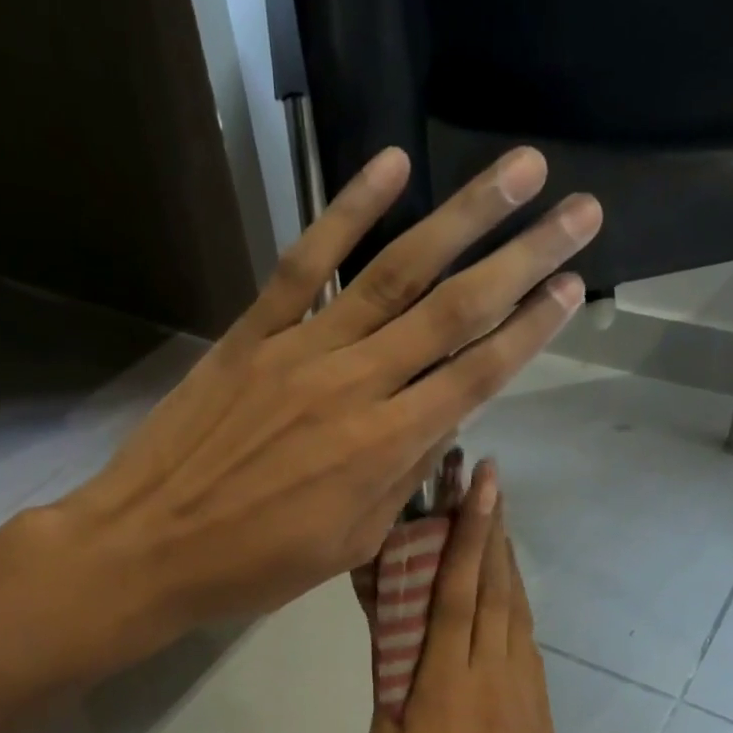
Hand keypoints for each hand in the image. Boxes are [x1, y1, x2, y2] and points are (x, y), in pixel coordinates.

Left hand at [58, 146, 598, 632]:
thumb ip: (400, 482)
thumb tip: (437, 427)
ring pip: (395, 273)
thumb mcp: (349, 546)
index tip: (574, 288)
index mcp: (383, 449)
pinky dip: (348, 210)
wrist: (151, 547)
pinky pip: (306, 262)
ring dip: (463, 217)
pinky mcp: (252, 333)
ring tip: (519, 169)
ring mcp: (301, 350)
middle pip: (454, 312)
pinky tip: (393, 166)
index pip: (476, 377)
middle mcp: (355, 386)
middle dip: (524, 258)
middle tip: (581, 212)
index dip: (531, 330)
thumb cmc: (256, 566)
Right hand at [366, 462, 556, 732]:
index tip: (480, 487)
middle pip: (495, 588)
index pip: (457, 593)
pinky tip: (505, 595)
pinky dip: (515, 606)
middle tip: (489, 481)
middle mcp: (493, 674)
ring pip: (517, 611)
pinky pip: (527, 643)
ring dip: (507, 562)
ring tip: (498, 522)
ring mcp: (524, 690)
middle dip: (493, 530)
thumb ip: (392, 684)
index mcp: (446, 683)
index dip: (468, 536)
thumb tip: (394, 631)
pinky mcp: (539, 709)